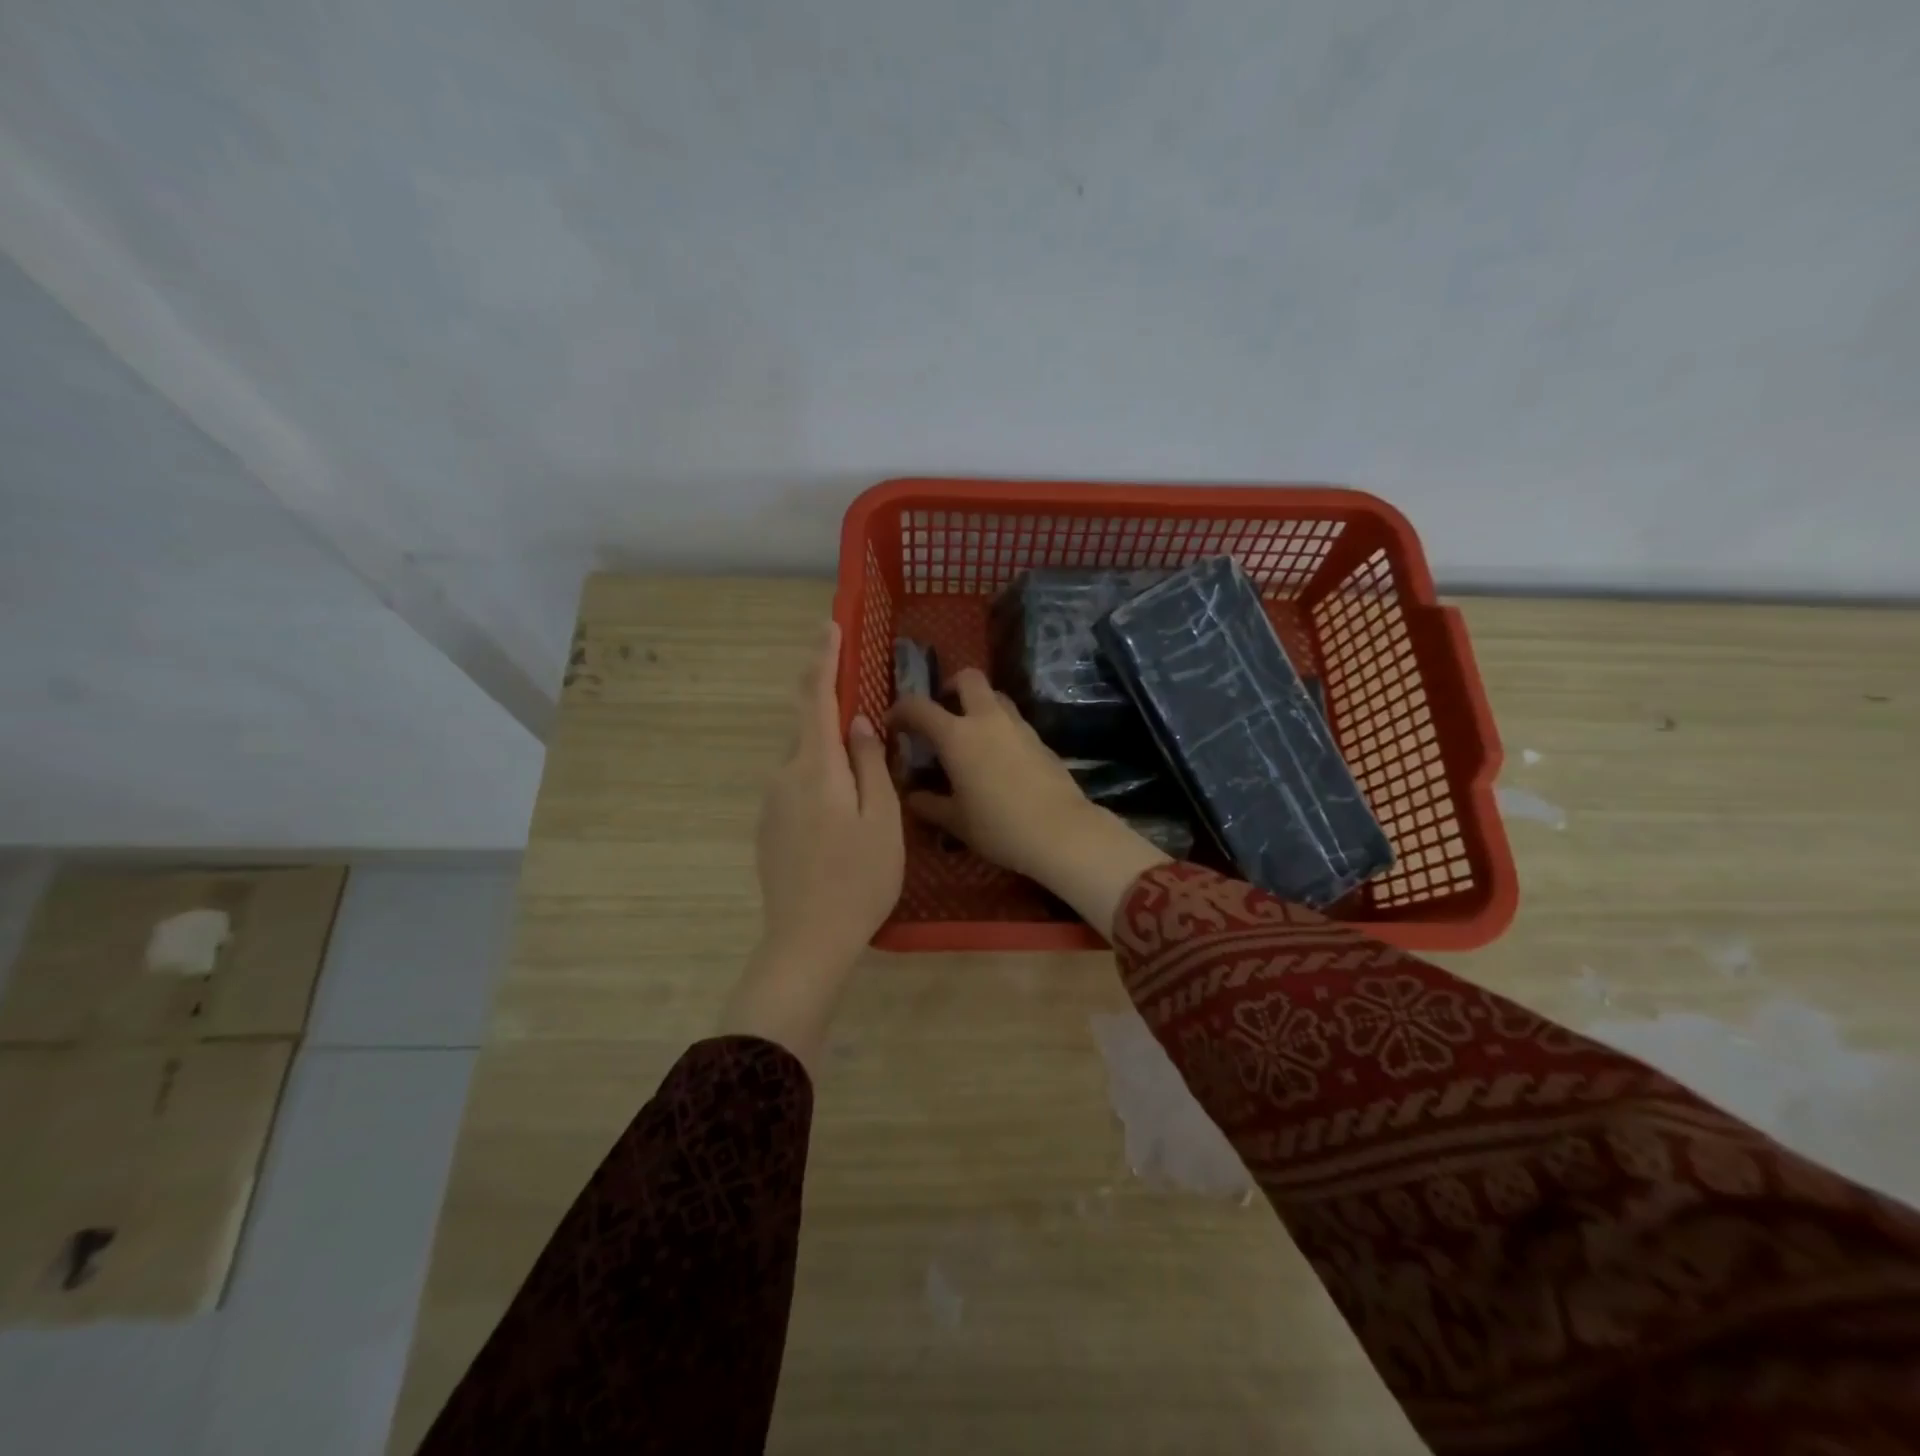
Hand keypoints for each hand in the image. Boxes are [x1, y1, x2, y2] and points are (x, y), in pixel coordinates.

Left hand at [720, 622, 902, 1067]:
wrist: (807, 940)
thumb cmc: (858, 879)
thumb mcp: (882, 819)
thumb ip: (871, 765)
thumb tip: (859, 723)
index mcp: (816, 768)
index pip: (815, 698)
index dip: (823, 659)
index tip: (828, 626)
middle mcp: (784, 776)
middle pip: (809, 730)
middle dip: (834, 716)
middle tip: (870, 727)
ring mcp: (771, 804)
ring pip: (805, 762)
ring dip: (832, 760)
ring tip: (865, 791)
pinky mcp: (768, 829)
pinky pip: (797, 789)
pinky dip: (821, 785)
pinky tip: (842, 821)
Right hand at [890, 669, 1168, 937]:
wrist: (1061, 831)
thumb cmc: (999, 826)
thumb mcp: (956, 821)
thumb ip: (929, 804)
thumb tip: (913, 796)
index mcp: (957, 736)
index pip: (919, 707)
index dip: (900, 710)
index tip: (892, 723)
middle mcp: (987, 719)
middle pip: (968, 678)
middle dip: (950, 686)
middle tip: (942, 711)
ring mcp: (1018, 726)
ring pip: (995, 696)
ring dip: (978, 705)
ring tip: (970, 734)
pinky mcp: (1040, 739)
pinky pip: (1013, 721)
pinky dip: (1000, 727)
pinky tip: (998, 757)